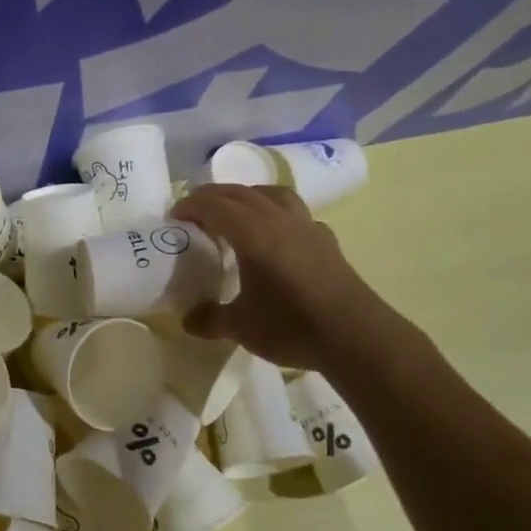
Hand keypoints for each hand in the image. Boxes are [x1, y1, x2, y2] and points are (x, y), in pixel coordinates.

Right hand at [172, 183, 378, 369]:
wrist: (356, 337)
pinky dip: (276, 213)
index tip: (174, 216)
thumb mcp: (240, 327)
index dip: (191, 205)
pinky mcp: (326, 241)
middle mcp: (279, 221)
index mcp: (253, 234)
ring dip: (248, 196)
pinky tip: (275, 235)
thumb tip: (187, 320)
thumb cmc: (292, 326)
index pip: (216, 205)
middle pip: (241, 193)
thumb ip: (210, 319)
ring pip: (273, 194)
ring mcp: (307, 228)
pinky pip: (295, 213)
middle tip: (195, 211)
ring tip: (234, 213)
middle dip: (214, 196)